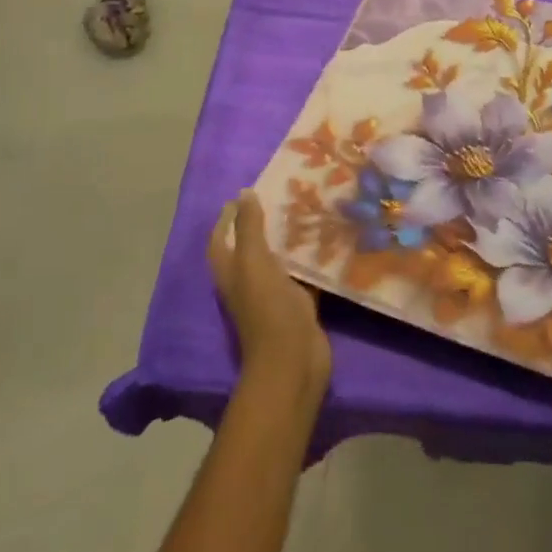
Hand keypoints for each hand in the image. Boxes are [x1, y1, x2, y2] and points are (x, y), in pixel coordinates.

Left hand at [208, 192, 330, 404]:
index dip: (228, 217)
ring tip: (310, 208)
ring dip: (291, 237)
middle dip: (264, 221)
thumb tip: (243, 193)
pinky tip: (329, 238)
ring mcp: (275, 292)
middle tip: (286, 194)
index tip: (247, 192)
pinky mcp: (300, 302)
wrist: (293, 360)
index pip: (221, 237)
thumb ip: (248, 228)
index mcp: (231, 271)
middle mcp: (249, 280)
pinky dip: (312, 257)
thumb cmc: (267, 308)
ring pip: (280, 258)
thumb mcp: (253, 261)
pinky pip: (304, 273)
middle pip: (252, 245)